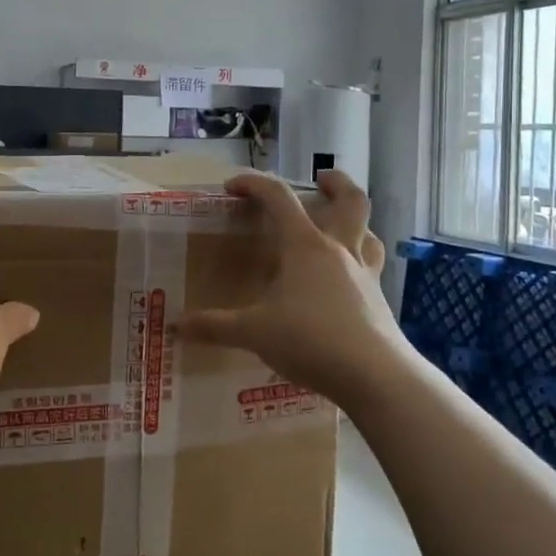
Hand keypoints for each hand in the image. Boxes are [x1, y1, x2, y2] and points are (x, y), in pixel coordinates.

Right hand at [178, 170, 407, 410]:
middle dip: (336, 182)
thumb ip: (215, 326)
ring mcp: (364, 274)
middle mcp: (339, 250)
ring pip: (368, 233)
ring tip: (338, 228)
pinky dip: (359, 262)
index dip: (254, 183)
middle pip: (350, 200)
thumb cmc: (310, 340)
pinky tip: (345, 282)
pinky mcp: (378, 300)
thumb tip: (177, 325)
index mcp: (305, 246)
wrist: (375, 376)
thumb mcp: (254, 333)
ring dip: (355, 222)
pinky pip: (371, 268)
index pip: (278, 197)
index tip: (232, 186)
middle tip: (320, 179)